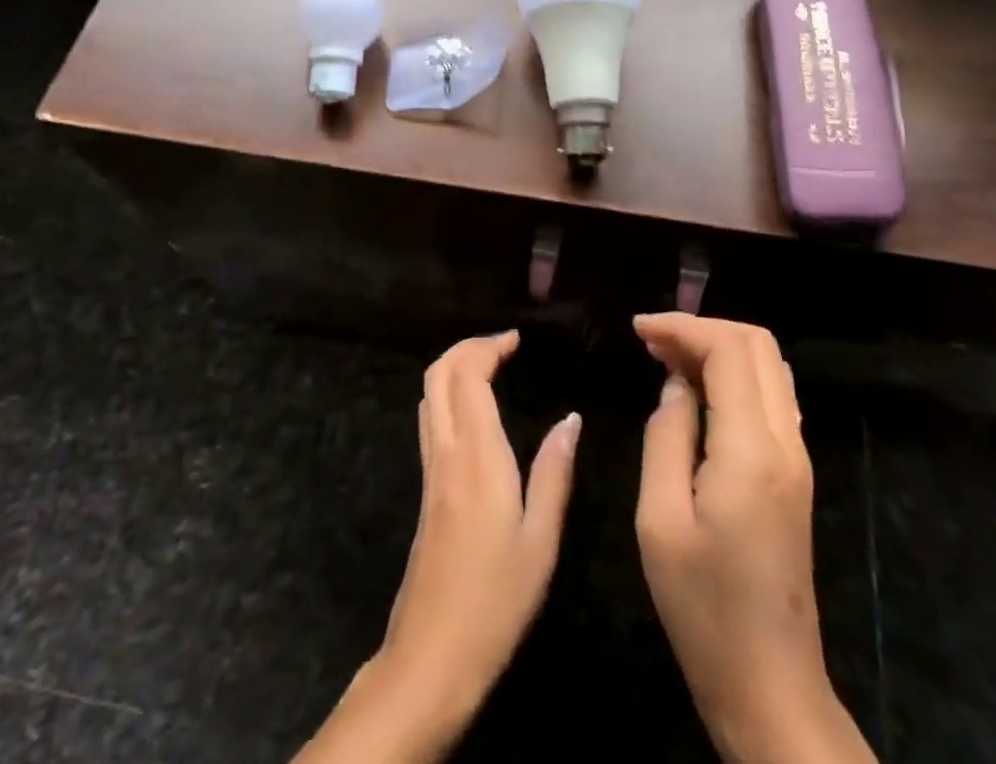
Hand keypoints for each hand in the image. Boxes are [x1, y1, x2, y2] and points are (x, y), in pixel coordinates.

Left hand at [376, 331, 580, 748]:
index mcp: (477, 457)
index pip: (467, 376)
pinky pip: (430, 420)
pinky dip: (448, 395)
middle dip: (466, 348)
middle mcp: (446, 453)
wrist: (431, 655)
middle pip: (437, 375)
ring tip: (491, 366)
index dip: (487, 347)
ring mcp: (430, 470)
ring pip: (428, 395)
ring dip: (454, 368)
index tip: (516, 340)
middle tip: (502, 346)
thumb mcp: (541, 540)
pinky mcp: (425, 489)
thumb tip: (570, 418)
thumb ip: (554, 472)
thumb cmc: (496, 600)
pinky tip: (476, 411)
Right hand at [634, 314, 875, 763]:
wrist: (771, 685)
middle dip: (703, 329)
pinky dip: (735, 375)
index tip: (639, 330)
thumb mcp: (660, 520)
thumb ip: (666, 437)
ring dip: (720, 348)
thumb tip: (675, 385)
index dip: (682, 327)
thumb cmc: (704, 608)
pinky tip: (698, 393)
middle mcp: (786, 441)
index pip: (728, 350)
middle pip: (757, 345)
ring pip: (769, 366)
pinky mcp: (796, 474)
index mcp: (751, 449)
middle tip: (652, 343)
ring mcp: (798, 458)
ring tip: (668, 359)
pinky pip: (772, 396)